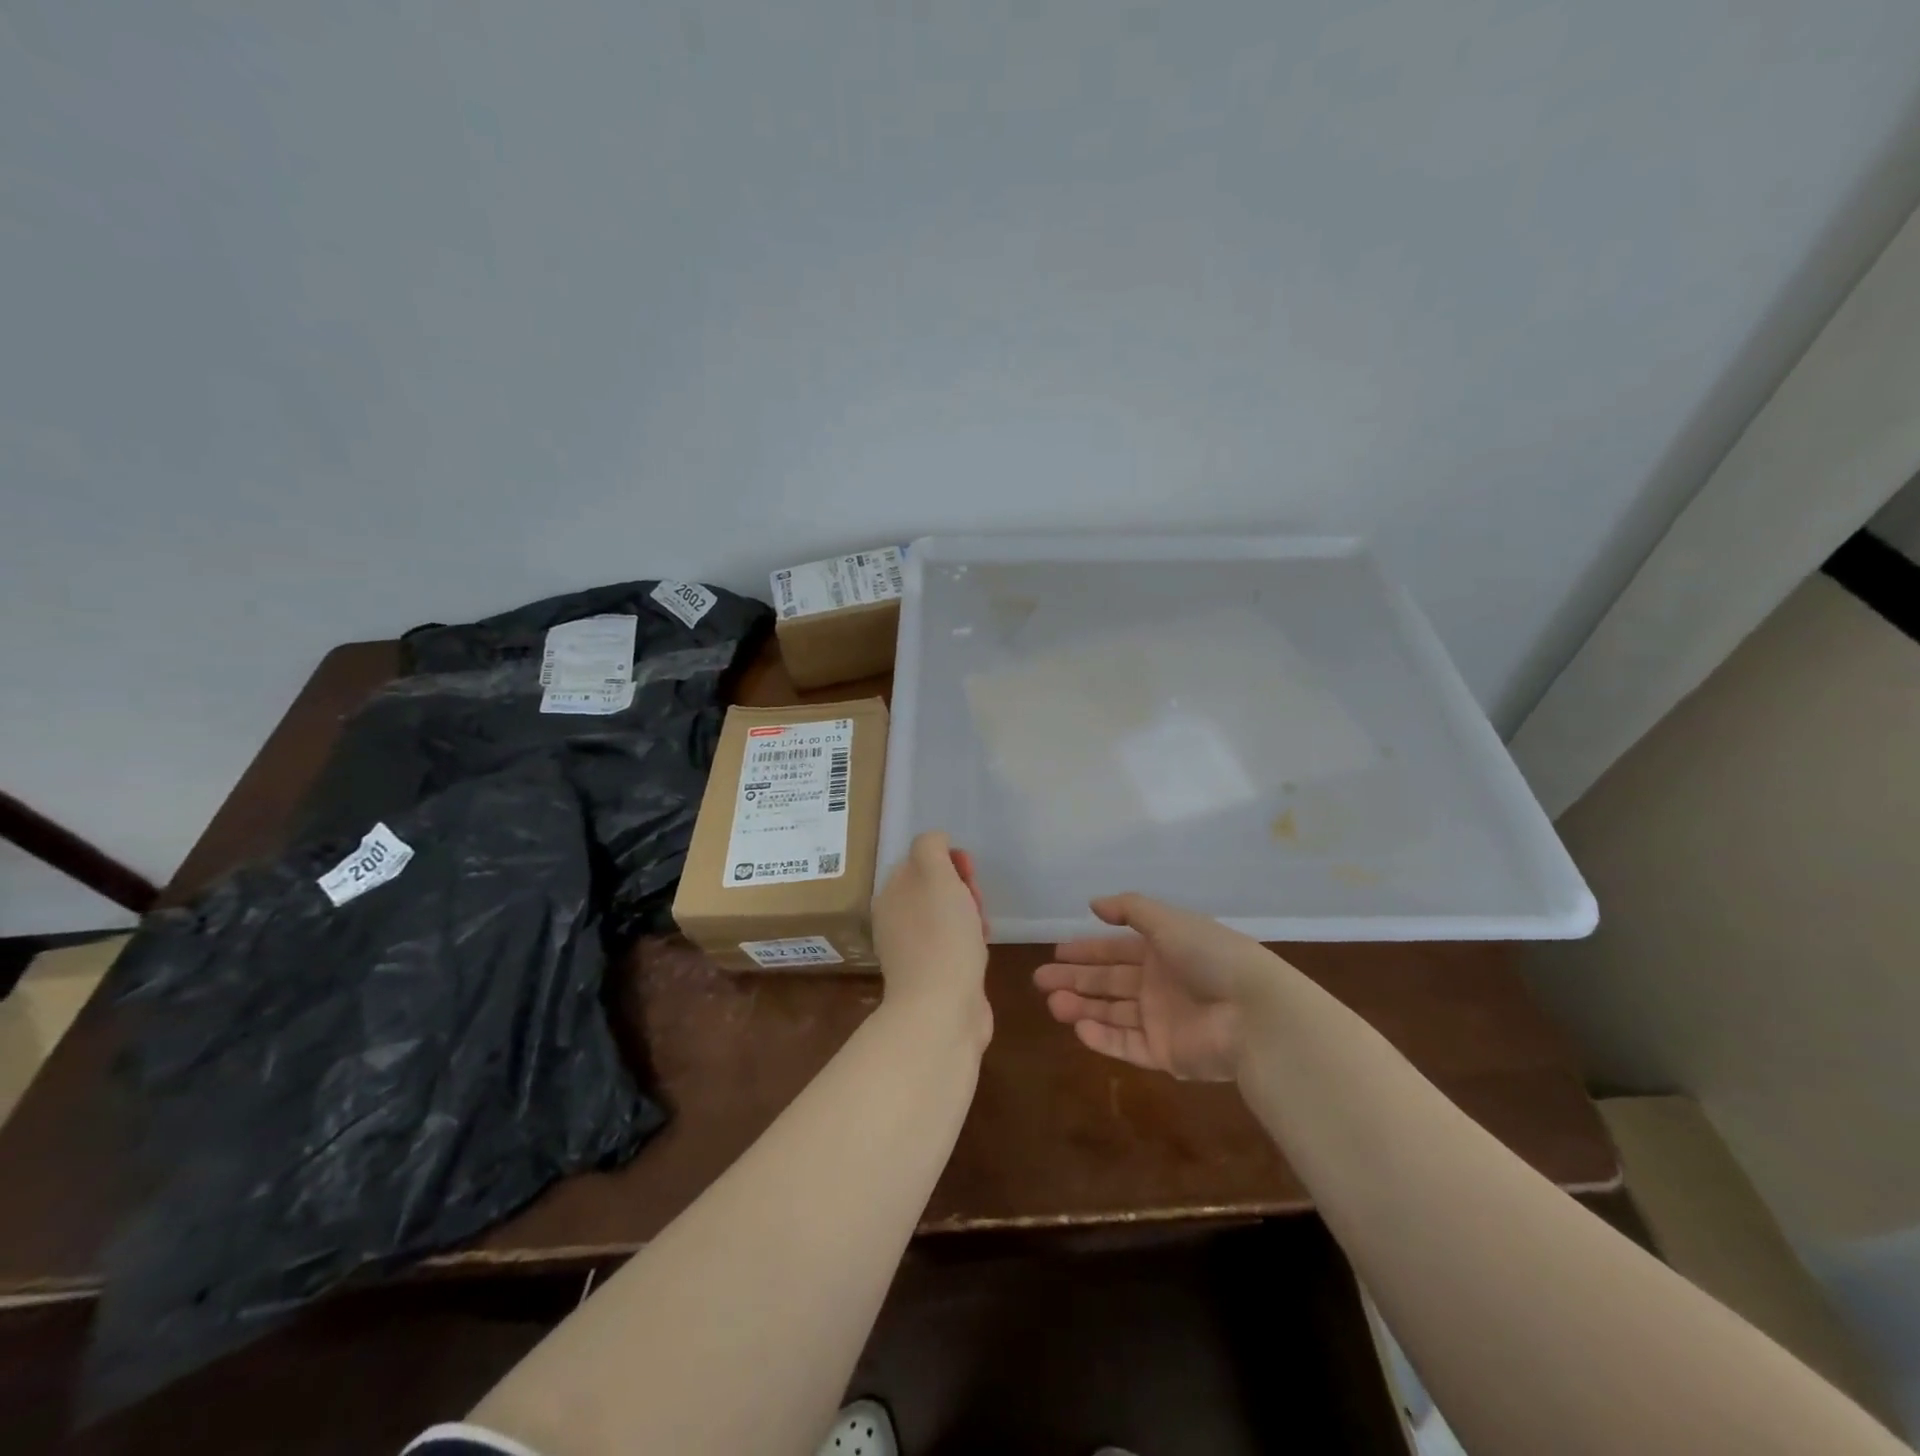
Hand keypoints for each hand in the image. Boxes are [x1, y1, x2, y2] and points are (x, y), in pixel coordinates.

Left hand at [872, 831, 990, 1040]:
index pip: (921, 860)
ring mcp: (913, 950)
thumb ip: (931, 847)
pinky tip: (980, 951)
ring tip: (981, 929)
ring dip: (970, 916)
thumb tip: (936, 841)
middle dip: (963, 889)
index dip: (949, 861)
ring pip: (948, 917)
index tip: (968, 873)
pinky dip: (970, 942)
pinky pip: (955, 945)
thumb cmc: (942, 935)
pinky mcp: (934, 976)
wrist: (943, 1009)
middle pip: (935, 889)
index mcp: (890, 894)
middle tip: (976, 903)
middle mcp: (896, 919)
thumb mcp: (935, 874)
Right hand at [1035, 893, 1262, 1080]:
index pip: (1117, 950)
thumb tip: (1093, 904)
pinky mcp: (1166, 1054)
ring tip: (1052, 1004)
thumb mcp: (1169, 921)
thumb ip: (1129, 909)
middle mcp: (1159, 984)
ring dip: (1082, 1007)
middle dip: (1075, 980)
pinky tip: (1079, 1027)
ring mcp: (1162, 1021)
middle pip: (1109, 982)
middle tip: (1040, 980)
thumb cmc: (1210, 957)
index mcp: (1163, 951)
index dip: (1087, 951)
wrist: (1254, 1012)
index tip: (1056, 953)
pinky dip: (1102, 1038)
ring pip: (1113, 1014)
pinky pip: (1127, 1045)